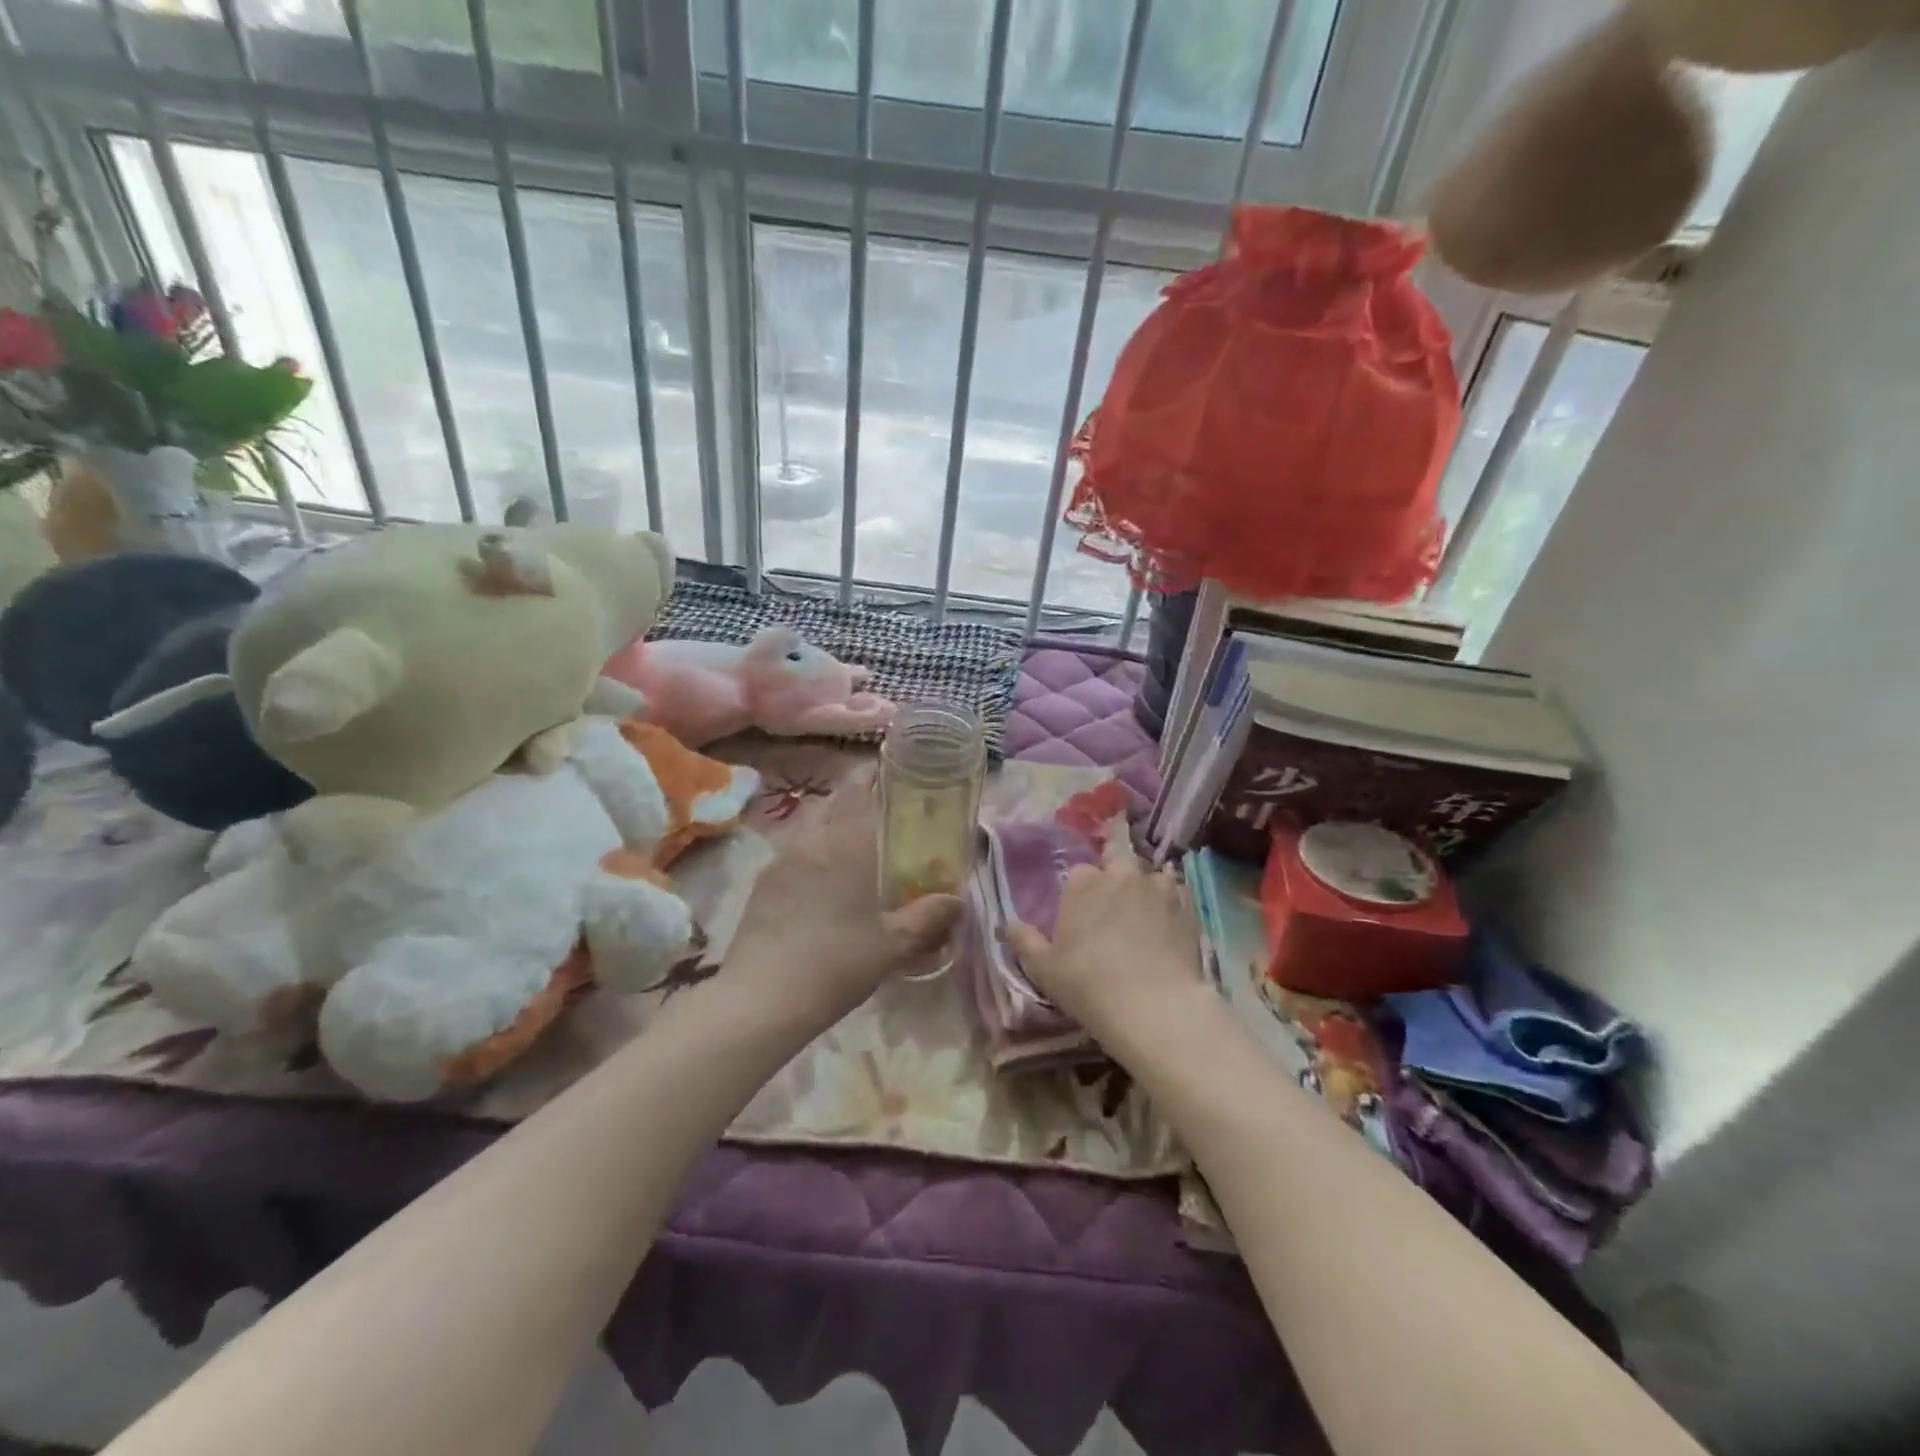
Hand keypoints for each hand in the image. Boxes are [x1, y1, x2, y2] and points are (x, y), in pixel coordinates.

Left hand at [726, 769, 961, 1012]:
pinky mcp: (760, 885)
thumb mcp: (893, 944)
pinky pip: (789, 852)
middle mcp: (810, 841)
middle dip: (849, 800)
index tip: (886, 775)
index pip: (856, 792)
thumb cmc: (837, 962)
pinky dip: (807, 852)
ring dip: (825, 825)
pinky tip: (817, 881)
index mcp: (845, 844)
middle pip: (828, 803)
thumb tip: (958, 900)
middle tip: (873, 814)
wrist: (763, 997)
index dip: (870, 777)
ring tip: (846, 847)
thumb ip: (927, 917)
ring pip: (805, 826)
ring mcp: (779, 862)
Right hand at [1007, 859, 1204, 1036]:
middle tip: (1113, 919)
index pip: (1080, 874)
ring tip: (1144, 923)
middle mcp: (1121, 873)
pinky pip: (1176, 894)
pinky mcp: (1187, 904)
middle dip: (1114, 884)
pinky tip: (1168, 928)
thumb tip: (1008, 924)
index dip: (1081, 896)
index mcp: (1083, 882)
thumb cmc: (1088, 984)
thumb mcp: (1043, 968)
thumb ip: (1023, 940)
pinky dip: (1171, 905)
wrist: (1153, 1006)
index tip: (1082, 920)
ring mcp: (1157, 886)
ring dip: (1144, 892)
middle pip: (1116, 867)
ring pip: (1148, 878)